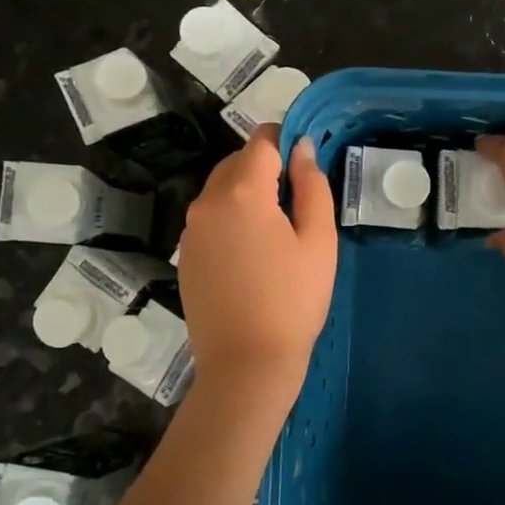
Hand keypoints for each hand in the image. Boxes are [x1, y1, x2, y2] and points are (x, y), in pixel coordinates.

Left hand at [178, 125, 336, 391]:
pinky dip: (233, 219)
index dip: (286, 140)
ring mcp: (191, 230)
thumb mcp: (318, 240)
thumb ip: (312, 185)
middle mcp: (207, 202)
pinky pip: (211, 219)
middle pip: (237, 163)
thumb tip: (302, 147)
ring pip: (222, 191)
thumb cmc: (294, 300)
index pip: (261, 141)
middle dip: (267, 168)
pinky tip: (255, 254)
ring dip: (249, 194)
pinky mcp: (186, 255)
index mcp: (242, 192)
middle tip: (300, 202)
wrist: (247, 363)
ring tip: (280, 231)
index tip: (307, 161)